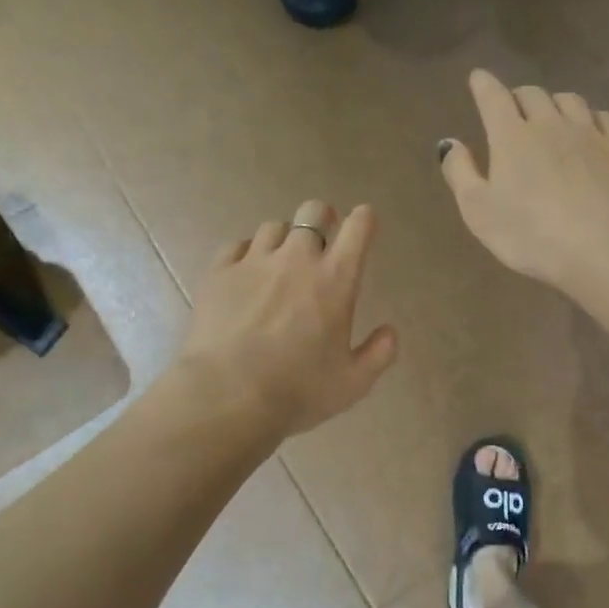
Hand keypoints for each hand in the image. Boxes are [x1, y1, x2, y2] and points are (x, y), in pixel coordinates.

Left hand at [177, 201, 398, 438]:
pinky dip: (247, 253)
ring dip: (284, 239)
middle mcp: (296, 259)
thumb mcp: (353, 383)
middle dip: (322, 217)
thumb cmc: (298, 390)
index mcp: (335, 279)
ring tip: (280, 259)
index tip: (364, 222)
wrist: (227, 395)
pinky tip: (246, 273)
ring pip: (274, 227)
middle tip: (322, 234)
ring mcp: (254, 262)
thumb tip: (389, 332)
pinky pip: (237, 246)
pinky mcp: (219, 273)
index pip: (358, 228)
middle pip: (312, 212)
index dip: (364, 219)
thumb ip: (378, 354)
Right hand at [439, 70, 608, 287]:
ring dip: (555, 103)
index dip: (483, 85)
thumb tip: (450, 143)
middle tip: (513, 109)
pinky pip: (603, 118)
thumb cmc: (530, 233)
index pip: (493, 97)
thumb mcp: (479, 211)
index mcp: (511, 136)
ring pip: (570, 101)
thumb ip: (461, 173)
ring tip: (551, 117)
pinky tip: (589, 130)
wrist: (603, 245)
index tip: (478, 78)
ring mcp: (589, 134)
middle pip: (532, 94)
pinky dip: (590, 118)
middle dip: (518, 97)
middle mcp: (550, 124)